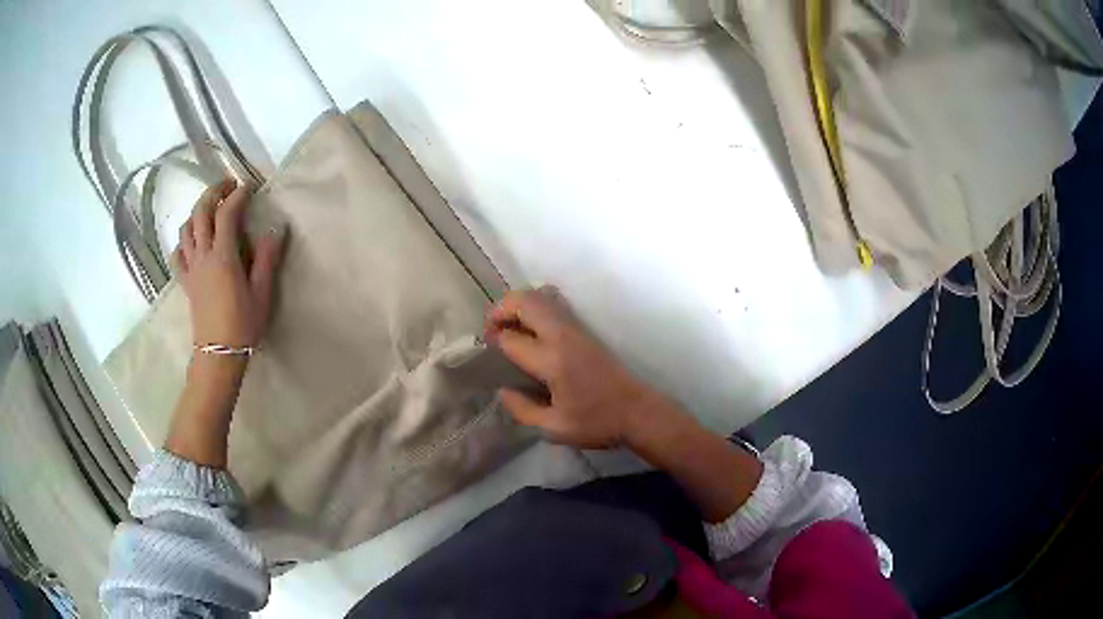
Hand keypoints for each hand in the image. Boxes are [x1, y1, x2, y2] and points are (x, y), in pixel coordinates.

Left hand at [172, 179, 286, 350]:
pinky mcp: (186, 282)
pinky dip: (183, 241)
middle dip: (213, 192)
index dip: (237, 195)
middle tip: (227, 185)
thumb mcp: (262, 293)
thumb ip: (267, 259)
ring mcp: (191, 268)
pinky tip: (192, 242)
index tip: (249, 187)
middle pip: (201, 212)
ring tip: (210, 209)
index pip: (227, 214)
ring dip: (197, 212)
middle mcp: (203, 256)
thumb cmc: (243, 325)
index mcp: (223, 256)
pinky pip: (177, 254)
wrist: (218, 354)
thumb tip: (275, 230)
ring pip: (186, 229)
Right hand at [486, 288, 655, 448]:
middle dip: (500, 309)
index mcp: (552, 361)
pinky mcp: (585, 329)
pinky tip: (530, 325)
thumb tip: (502, 390)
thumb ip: (522, 409)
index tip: (488, 351)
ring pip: (540, 296)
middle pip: (525, 302)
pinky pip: (554, 303)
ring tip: (507, 325)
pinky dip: (535, 304)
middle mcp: (562, 336)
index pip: (512, 338)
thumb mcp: (554, 428)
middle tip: (491, 329)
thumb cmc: (596, 422)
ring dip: (517, 304)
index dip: (495, 341)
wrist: (637, 411)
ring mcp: (576, 328)